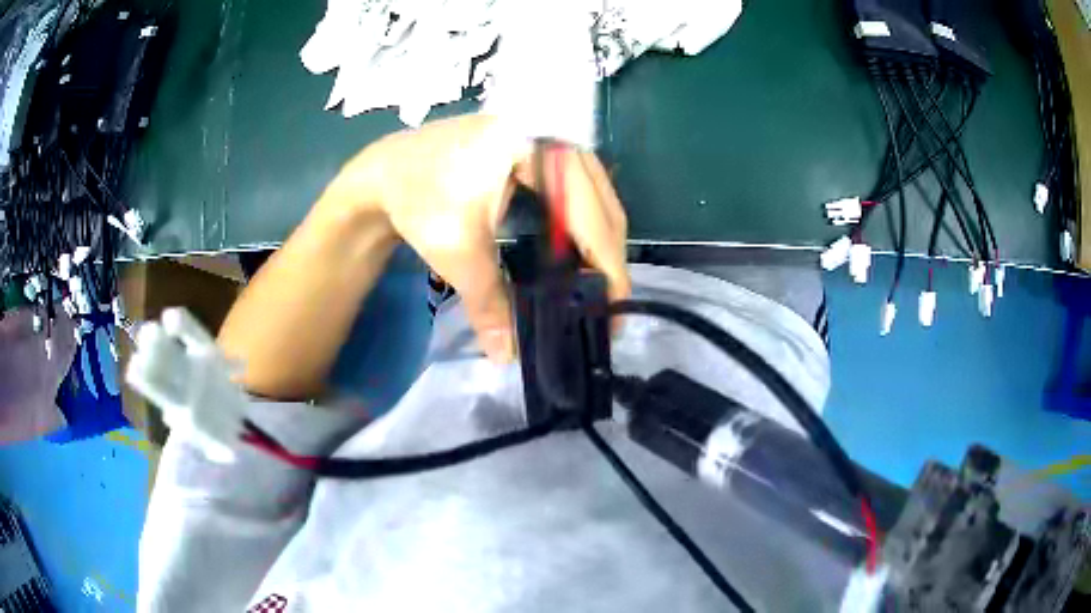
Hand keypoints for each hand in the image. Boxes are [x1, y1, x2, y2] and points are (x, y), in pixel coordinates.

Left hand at [327, 114, 629, 361]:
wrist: (387, 169)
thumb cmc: (418, 200)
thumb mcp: (455, 251)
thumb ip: (488, 303)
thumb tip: (505, 356)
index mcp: (541, 149)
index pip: (592, 217)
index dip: (608, 267)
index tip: (613, 311)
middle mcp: (556, 135)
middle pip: (604, 205)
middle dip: (606, 258)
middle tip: (601, 304)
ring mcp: (550, 136)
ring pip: (597, 196)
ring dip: (596, 241)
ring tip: (589, 284)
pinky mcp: (541, 146)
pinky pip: (579, 188)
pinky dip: (581, 222)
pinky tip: (571, 251)